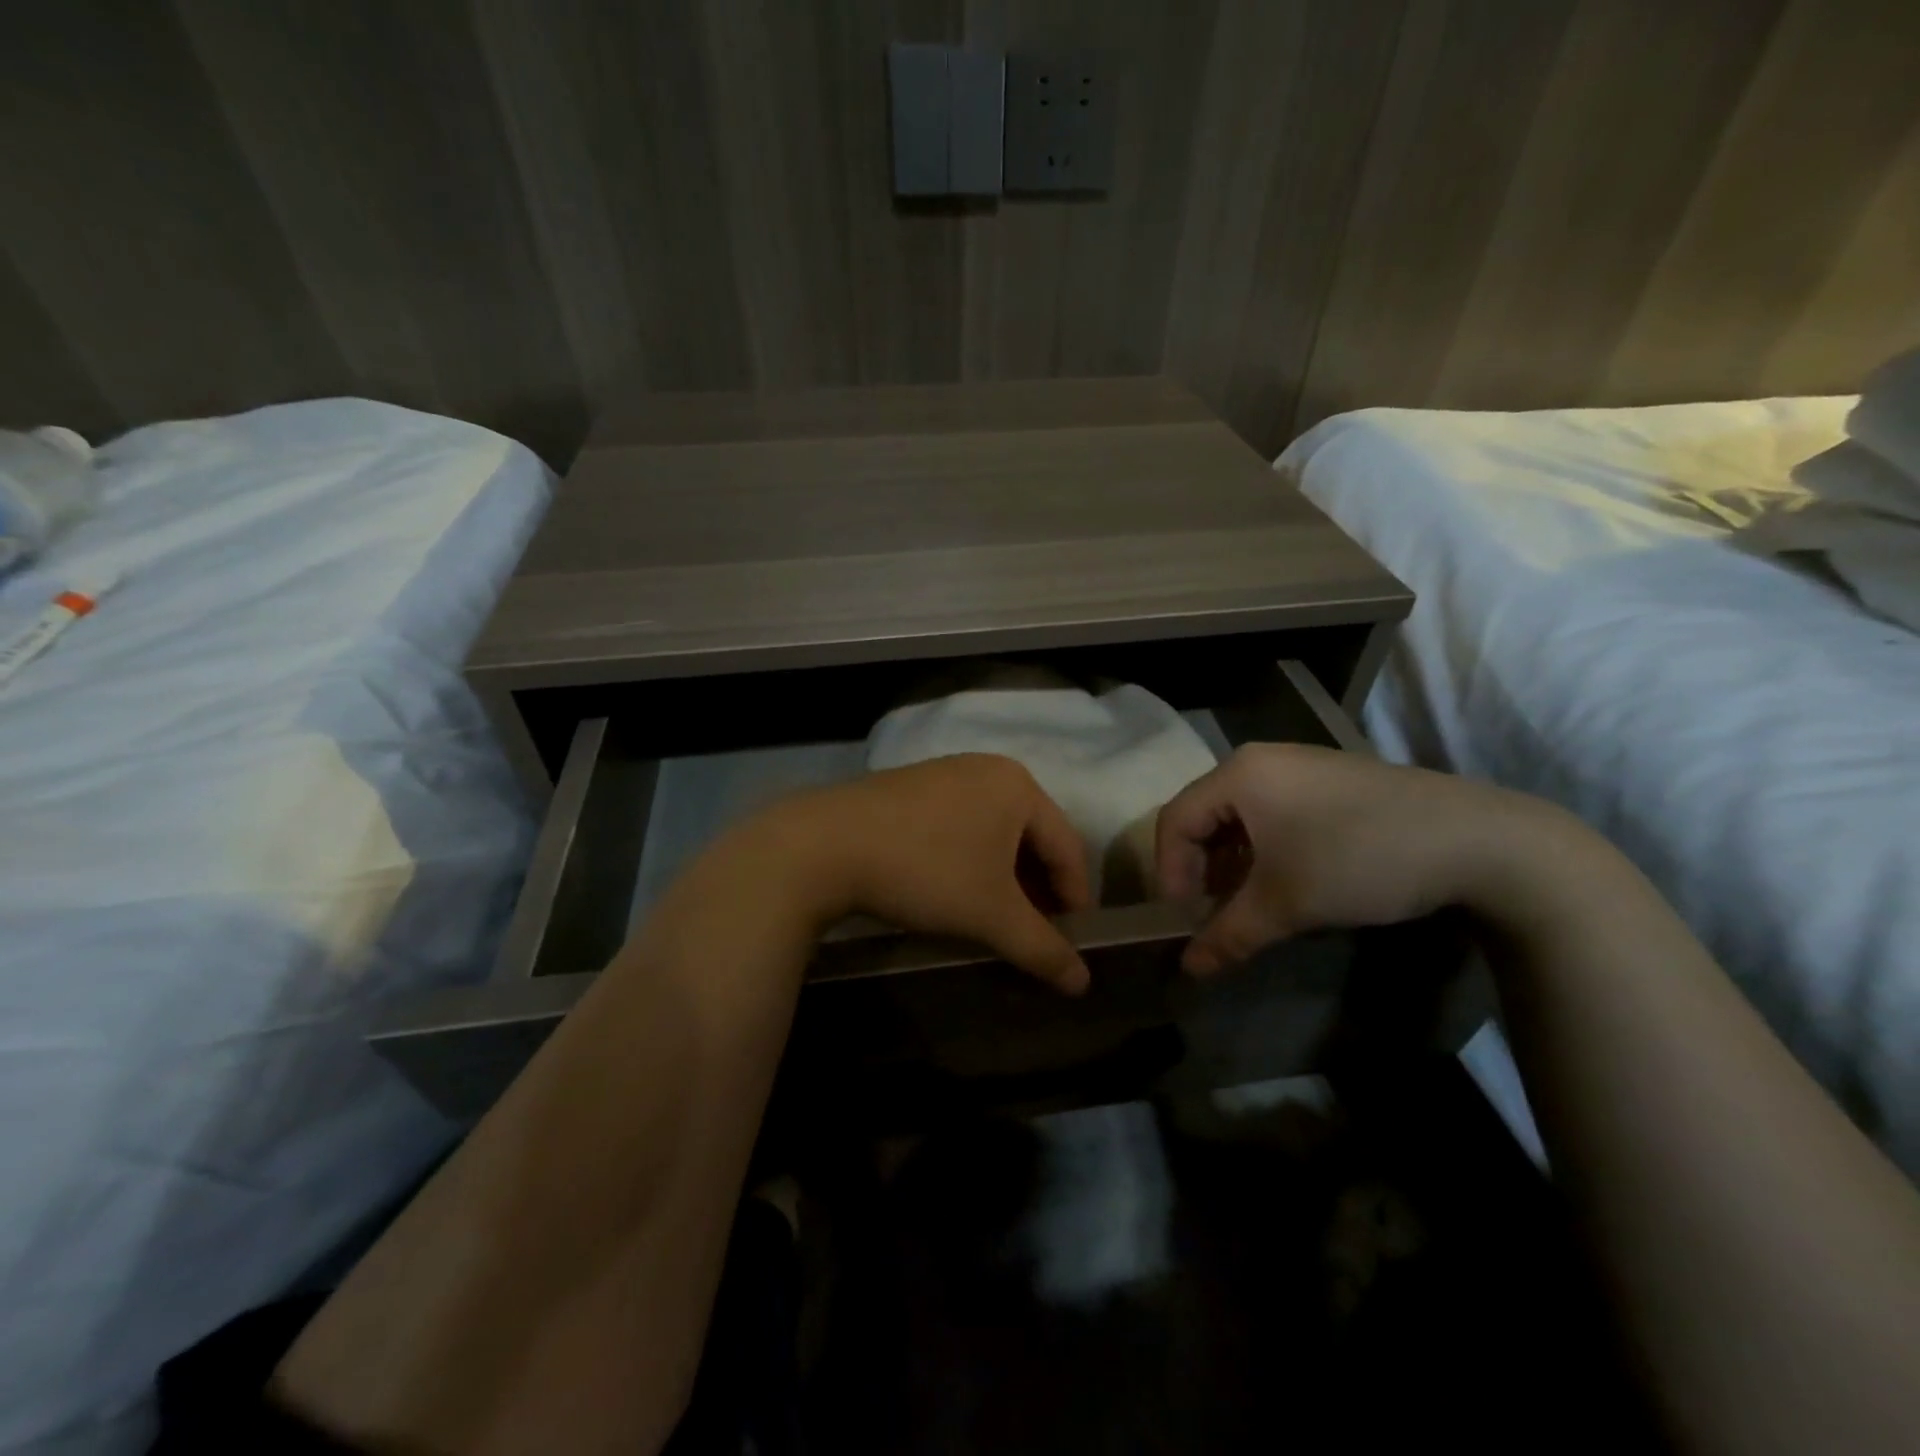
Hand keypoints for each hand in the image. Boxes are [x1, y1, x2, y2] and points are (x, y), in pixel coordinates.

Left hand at [761, 753, 1095, 993]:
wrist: (823, 845)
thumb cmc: (926, 872)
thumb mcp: (992, 916)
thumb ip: (1043, 949)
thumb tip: (1083, 983)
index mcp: (1019, 786)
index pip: (1068, 848)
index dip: (1075, 901)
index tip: (1071, 945)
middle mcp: (987, 769)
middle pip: (1032, 838)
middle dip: (1037, 891)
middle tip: (1034, 935)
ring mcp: (945, 773)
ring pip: (994, 833)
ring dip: (1004, 879)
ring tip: (997, 919)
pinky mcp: (911, 787)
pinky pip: (960, 826)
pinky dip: (970, 861)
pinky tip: (955, 891)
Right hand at [1155, 743, 1568, 975]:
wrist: (1480, 841)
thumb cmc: (1359, 860)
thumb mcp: (1287, 903)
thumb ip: (1229, 934)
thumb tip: (1189, 970)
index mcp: (1240, 774)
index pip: (1175, 821)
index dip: (1169, 873)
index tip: (1184, 920)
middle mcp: (1262, 760)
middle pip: (1204, 815)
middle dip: (1200, 870)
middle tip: (1211, 915)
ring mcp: (1301, 766)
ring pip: (1241, 816)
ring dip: (1233, 864)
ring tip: (1247, 905)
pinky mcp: (1332, 780)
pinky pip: (1274, 812)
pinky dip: (1265, 850)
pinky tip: (1286, 882)